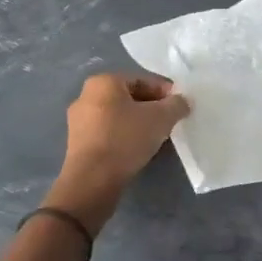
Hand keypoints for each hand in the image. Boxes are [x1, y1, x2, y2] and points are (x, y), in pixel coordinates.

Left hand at [50, 72, 190, 232]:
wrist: (92, 181)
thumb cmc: (126, 138)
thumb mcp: (161, 117)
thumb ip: (177, 104)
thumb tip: (183, 101)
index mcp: (104, 81)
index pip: (143, 80)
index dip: (166, 92)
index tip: (180, 107)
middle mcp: (86, 95)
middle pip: (130, 97)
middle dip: (153, 108)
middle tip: (170, 122)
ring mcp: (79, 121)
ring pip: (119, 116)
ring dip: (140, 123)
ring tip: (158, 138)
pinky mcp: (78, 144)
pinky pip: (109, 133)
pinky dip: (125, 137)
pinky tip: (139, 149)